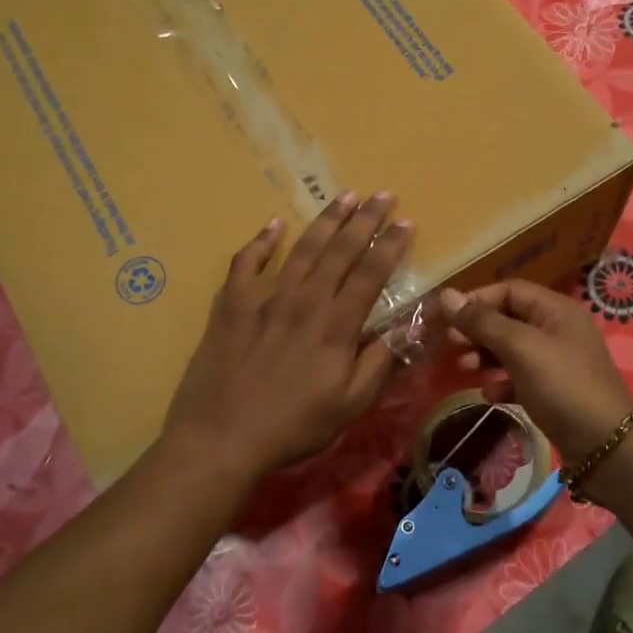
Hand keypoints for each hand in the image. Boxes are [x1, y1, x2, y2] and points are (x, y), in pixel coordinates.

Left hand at [163, 192, 413, 481]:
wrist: (220, 438)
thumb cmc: (293, 426)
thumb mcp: (350, 404)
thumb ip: (381, 361)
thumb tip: (412, 326)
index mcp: (335, 326)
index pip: (371, 274)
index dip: (391, 246)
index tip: (407, 222)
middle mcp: (303, 301)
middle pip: (339, 251)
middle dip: (364, 219)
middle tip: (382, 194)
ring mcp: (263, 298)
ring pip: (300, 249)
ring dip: (325, 220)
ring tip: (344, 196)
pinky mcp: (231, 305)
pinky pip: (246, 262)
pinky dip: (261, 241)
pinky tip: (273, 224)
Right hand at [440, 280, 632, 465]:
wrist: (605, 445)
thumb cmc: (562, 385)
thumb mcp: (520, 348)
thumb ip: (483, 322)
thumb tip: (446, 295)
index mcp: (556, 310)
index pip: (510, 290)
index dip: (477, 300)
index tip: (446, 317)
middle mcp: (558, 330)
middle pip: (509, 318)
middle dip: (478, 329)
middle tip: (450, 344)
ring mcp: (557, 361)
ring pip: (512, 349)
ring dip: (485, 355)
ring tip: (463, 367)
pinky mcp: (554, 391)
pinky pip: (520, 377)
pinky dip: (502, 382)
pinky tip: (488, 394)